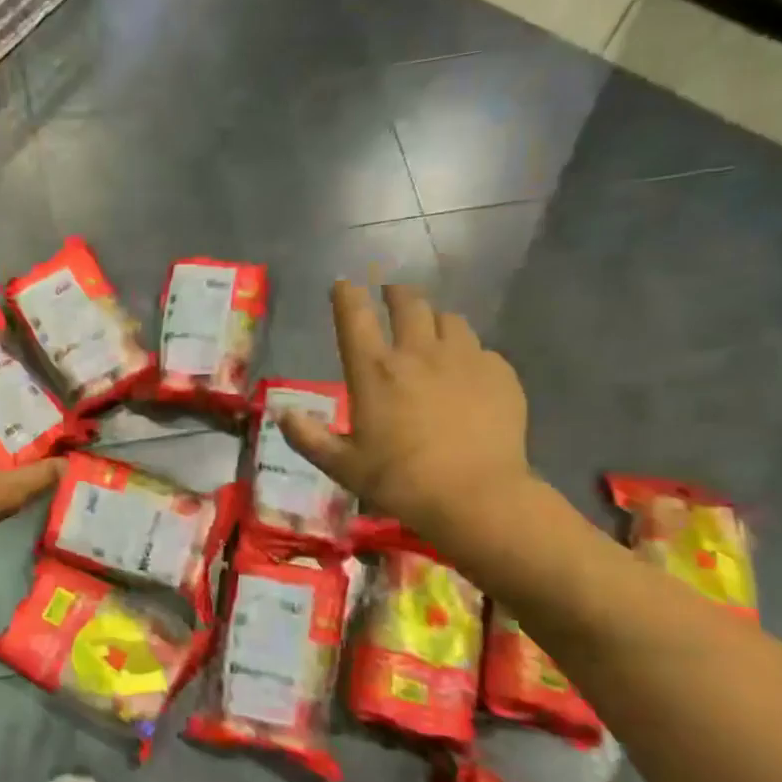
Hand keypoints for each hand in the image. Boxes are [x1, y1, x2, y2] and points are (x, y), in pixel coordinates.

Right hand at [279, 281, 530, 543]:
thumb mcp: (342, 466)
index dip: (346, 295)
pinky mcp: (499, 374)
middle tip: (391, 294)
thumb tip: (282, 414)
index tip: (343, 284)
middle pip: (408, 303)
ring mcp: (464, 359)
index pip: (354, 316)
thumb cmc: (400, 481)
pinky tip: (466, 372)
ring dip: (434, 319)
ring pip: (449, 319)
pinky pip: (481, 349)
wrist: (476, 496)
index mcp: (374, 371)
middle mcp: (418, 353)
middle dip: (396, 293)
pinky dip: (468, 353)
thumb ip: (308, 438)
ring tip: (432, 330)